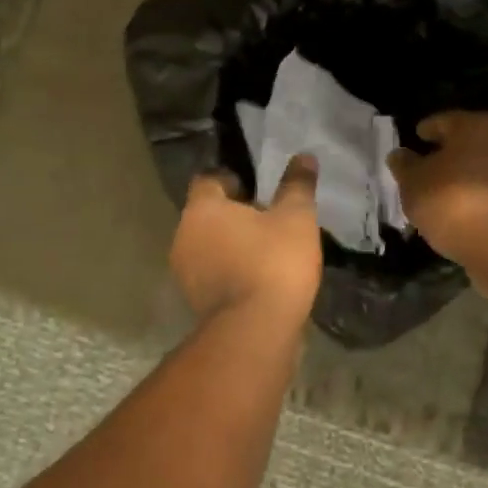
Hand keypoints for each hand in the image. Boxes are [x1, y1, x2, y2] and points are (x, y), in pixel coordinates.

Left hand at [171, 157, 322, 325]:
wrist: (255, 331)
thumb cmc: (273, 262)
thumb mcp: (295, 218)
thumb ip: (297, 185)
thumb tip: (303, 156)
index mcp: (202, 209)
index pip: (208, 180)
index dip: (231, 179)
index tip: (256, 188)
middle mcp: (184, 236)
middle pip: (206, 214)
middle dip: (233, 214)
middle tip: (267, 218)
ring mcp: (185, 272)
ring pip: (208, 246)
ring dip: (230, 245)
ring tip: (266, 250)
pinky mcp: (195, 302)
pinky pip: (212, 274)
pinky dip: (230, 271)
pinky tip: (258, 278)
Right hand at [388, 112, 487, 266]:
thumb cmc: (452, 203)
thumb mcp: (414, 185)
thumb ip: (405, 166)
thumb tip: (400, 154)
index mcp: (474, 125)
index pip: (444, 120)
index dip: (427, 131)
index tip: (416, 139)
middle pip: (471, 140)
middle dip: (451, 151)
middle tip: (431, 166)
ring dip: (471, 173)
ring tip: (450, 191)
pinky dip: (486, 192)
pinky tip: (471, 208)